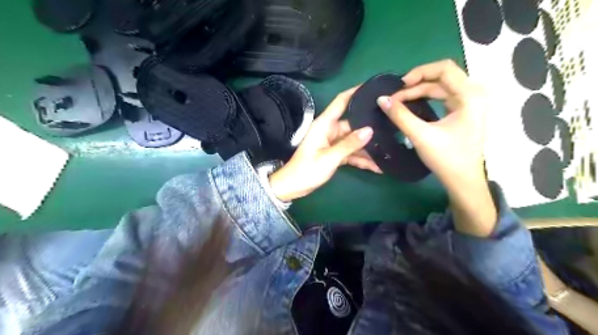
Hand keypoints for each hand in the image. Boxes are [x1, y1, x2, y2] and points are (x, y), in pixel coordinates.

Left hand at [268, 87, 380, 201]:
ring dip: (368, 148)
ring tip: (389, 150)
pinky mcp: (335, 154)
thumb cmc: (307, 170)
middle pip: (353, 124)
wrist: (293, 187)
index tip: (373, 86)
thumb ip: (349, 144)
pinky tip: (377, 167)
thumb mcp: (330, 158)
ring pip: (354, 141)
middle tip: (392, 125)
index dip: (355, 92)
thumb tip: (370, 130)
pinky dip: (361, 159)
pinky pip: (351, 153)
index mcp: (325, 124)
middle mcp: (330, 130)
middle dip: (370, 127)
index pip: (341, 101)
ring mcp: (333, 142)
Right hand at [377, 60, 495, 237]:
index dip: (419, 72)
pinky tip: (412, 105)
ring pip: (440, 87)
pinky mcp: (462, 111)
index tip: (400, 86)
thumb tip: (381, 99)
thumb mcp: (421, 136)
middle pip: (441, 77)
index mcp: (470, 95)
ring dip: (418, 92)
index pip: (444, 68)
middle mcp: (473, 93)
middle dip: (416, 84)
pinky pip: (442, 97)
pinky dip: (425, 99)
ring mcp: (469, 102)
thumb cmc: (447, 158)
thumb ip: (400, 116)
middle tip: (395, 97)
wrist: (463, 181)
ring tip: (399, 102)